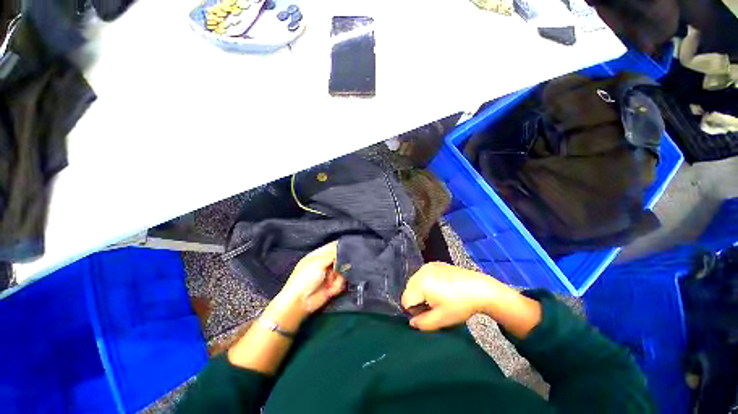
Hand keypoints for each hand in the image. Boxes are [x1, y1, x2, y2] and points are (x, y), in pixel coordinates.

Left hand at [271, 241, 345, 323]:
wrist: (300, 302)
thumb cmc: (304, 278)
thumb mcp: (318, 262)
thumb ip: (333, 254)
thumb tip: (345, 253)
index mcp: (318, 255)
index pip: (333, 246)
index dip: (342, 246)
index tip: (351, 248)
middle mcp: (325, 263)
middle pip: (341, 259)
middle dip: (342, 263)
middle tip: (338, 268)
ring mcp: (329, 275)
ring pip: (343, 270)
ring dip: (338, 276)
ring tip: (330, 281)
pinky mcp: (333, 286)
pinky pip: (342, 282)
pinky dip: (337, 285)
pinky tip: (330, 289)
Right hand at [401, 262, 499, 330]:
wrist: (479, 288)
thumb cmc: (460, 305)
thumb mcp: (441, 319)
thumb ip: (422, 323)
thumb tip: (411, 322)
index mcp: (420, 284)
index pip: (405, 301)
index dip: (415, 311)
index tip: (429, 313)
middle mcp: (420, 271)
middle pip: (409, 290)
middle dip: (417, 300)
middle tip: (434, 306)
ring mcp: (427, 266)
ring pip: (414, 282)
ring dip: (421, 291)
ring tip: (438, 297)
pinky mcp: (434, 263)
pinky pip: (422, 275)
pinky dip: (426, 283)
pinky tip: (441, 288)